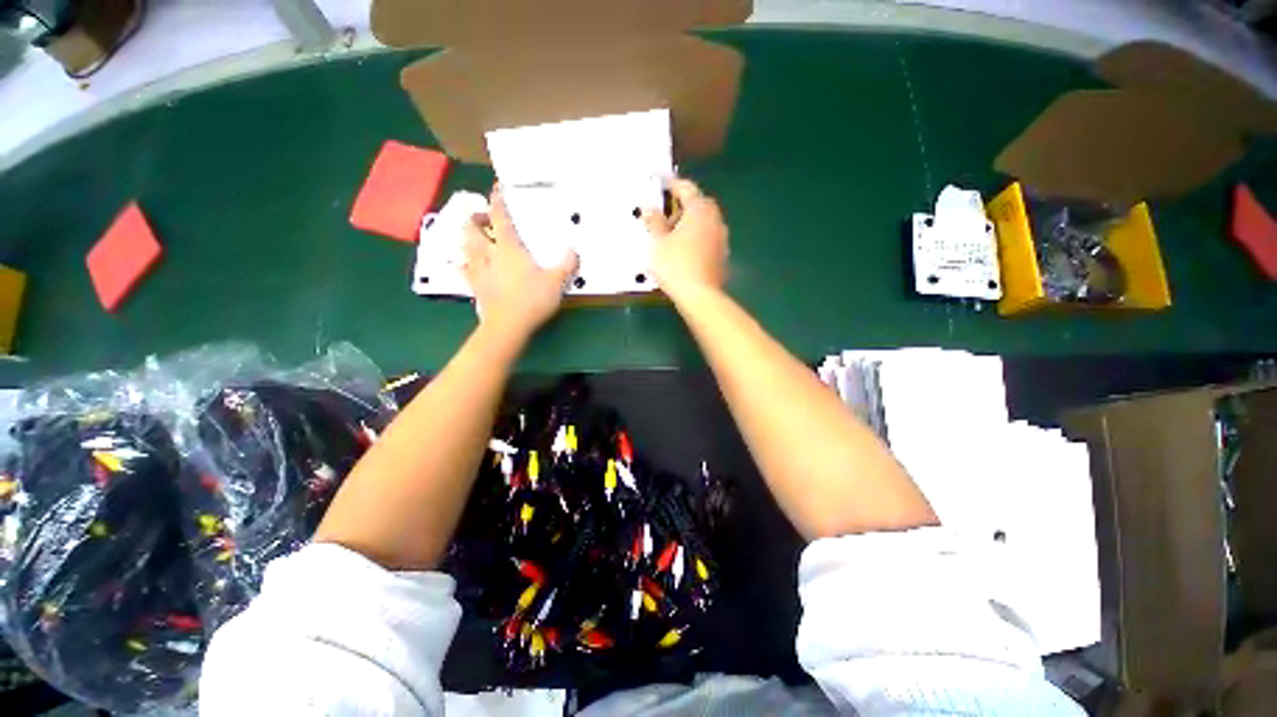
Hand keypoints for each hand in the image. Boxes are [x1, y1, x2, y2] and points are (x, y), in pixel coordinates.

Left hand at [462, 187, 578, 338]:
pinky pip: (463, 270)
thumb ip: (566, 264)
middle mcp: (488, 254)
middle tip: (485, 220)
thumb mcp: (556, 282)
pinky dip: (463, 263)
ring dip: (467, 238)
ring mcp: (478, 271)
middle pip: (471, 229)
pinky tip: (467, 265)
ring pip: (464, 247)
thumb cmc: (531, 300)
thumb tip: (573, 249)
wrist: (507, 326)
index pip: (500, 217)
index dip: (497, 201)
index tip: (496, 189)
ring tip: (477, 239)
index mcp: (508, 248)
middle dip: (475, 219)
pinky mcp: (474, 287)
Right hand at [643, 179, 728, 299]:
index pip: (686, 188)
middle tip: (662, 217)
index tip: (660, 183)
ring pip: (703, 223)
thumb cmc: (676, 265)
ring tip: (670, 237)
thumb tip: (649, 208)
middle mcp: (715, 219)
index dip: (671, 184)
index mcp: (700, 210)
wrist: (700, 296)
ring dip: (688, 224)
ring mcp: (721, 237)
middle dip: (679, 208)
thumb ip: (653, 221)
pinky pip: (706, 238)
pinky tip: (683, 252)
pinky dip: (695, 238)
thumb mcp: (658, 242)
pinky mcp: (722, 254)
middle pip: (697, 205)